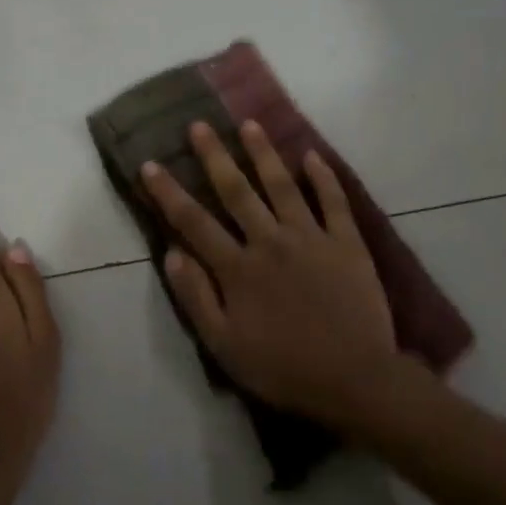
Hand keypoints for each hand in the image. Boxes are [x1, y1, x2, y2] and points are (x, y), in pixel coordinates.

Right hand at [140, 120, 399, 427]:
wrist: (355, 380)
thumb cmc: (283, 368)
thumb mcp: (225, 346)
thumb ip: (196, 298)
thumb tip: (171, 254)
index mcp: (238, 268)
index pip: (194, 221)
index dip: (169, 192)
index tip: (150, 164)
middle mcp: (270, 241)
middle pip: (237, 191)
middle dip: (214, 156)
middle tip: (199, 125)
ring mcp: (311, 238)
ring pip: (282, 185)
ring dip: (263, 153)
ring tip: (249, 124)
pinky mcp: (347, 243)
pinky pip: (333, 201)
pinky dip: (323, 177)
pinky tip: (312, 156)